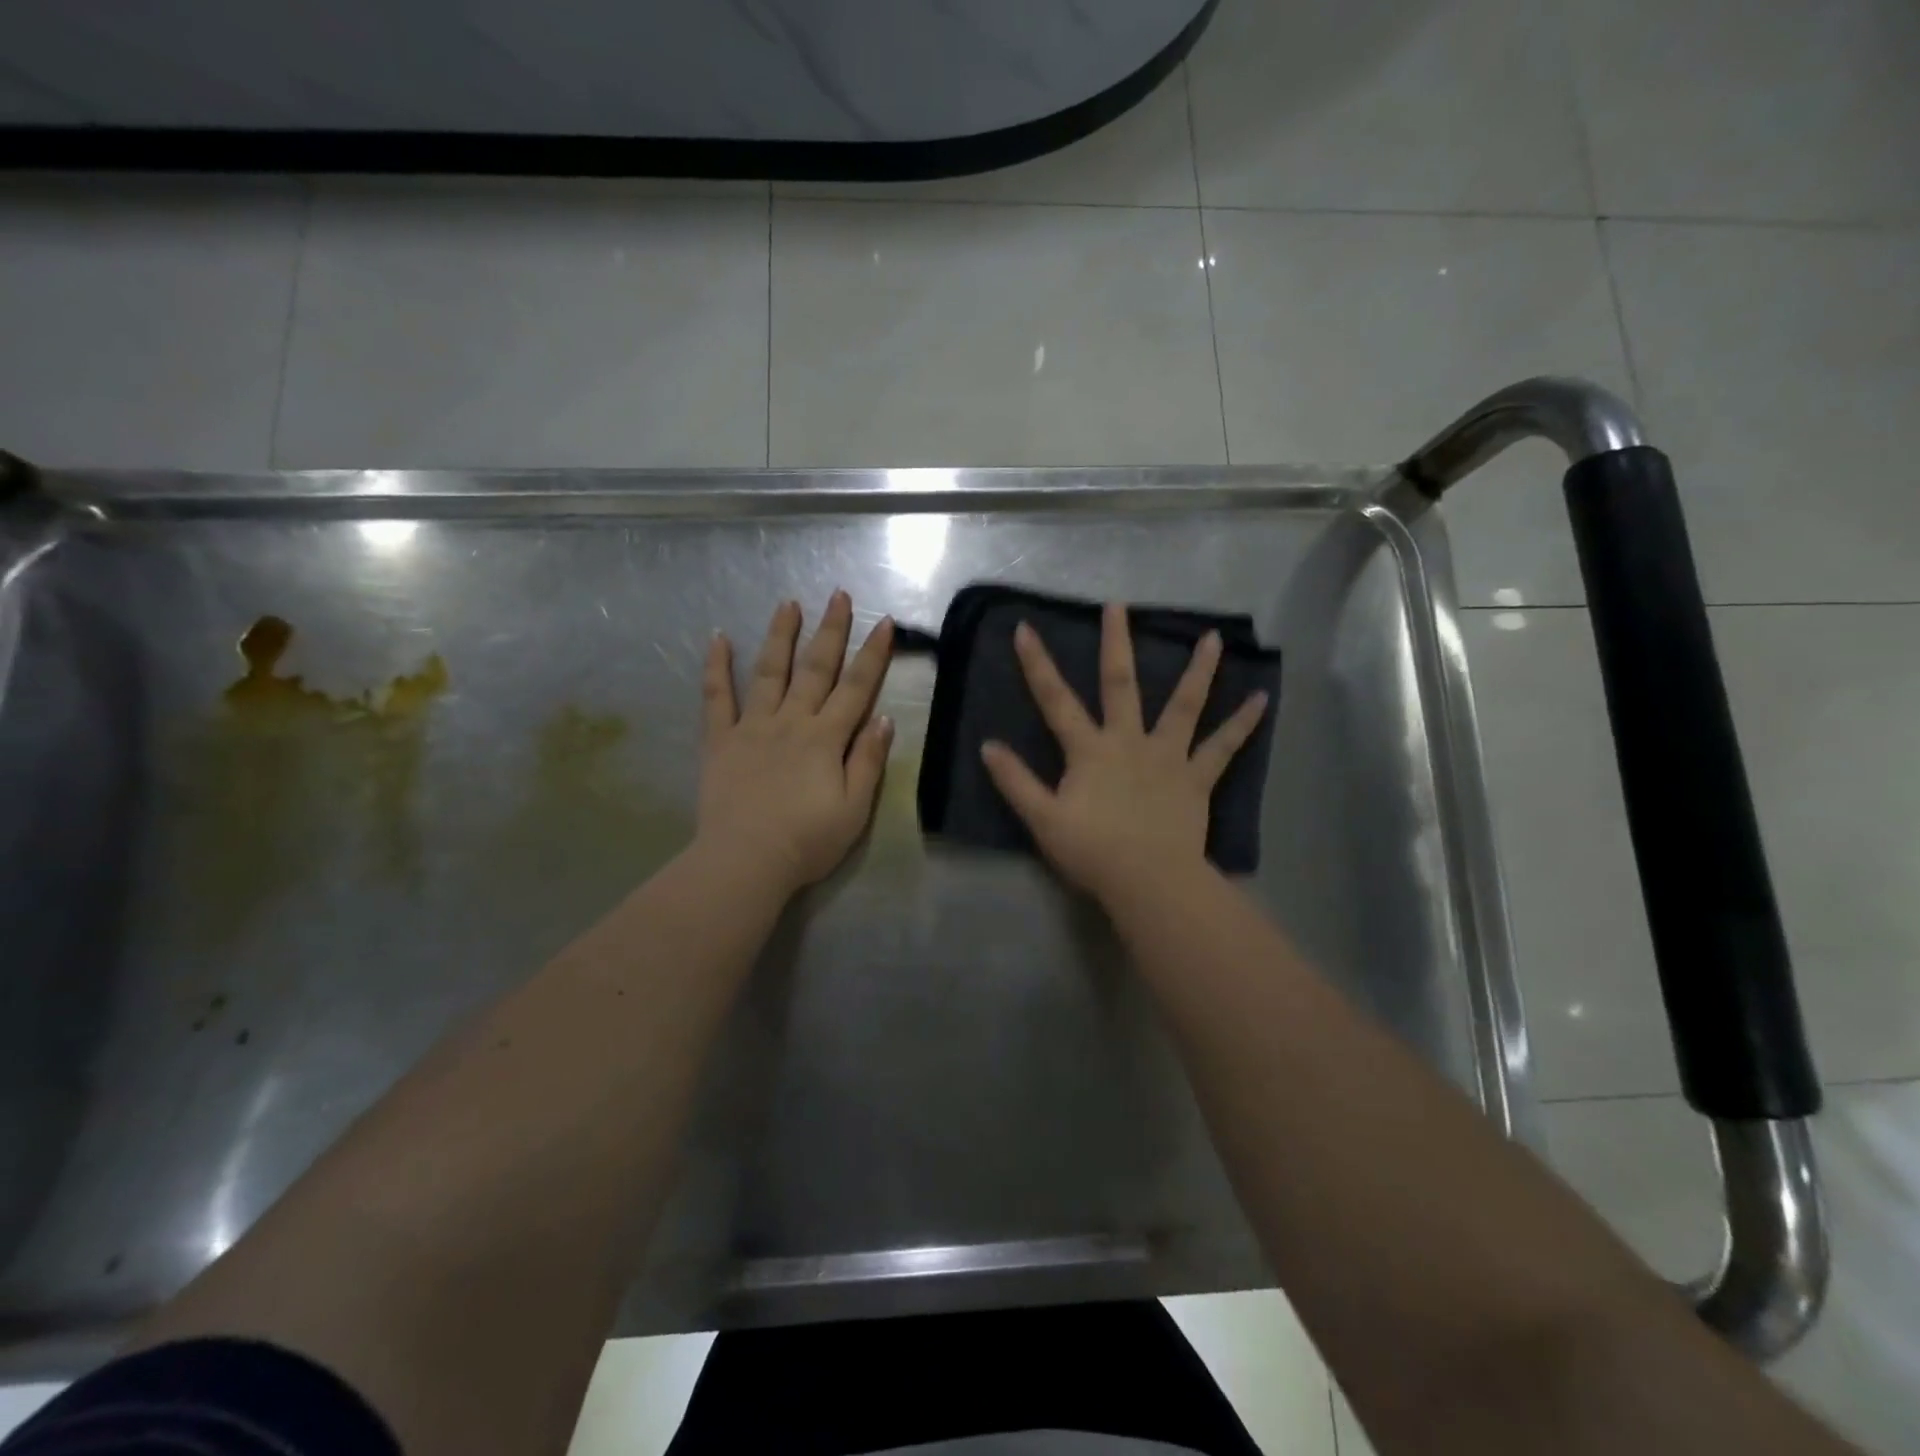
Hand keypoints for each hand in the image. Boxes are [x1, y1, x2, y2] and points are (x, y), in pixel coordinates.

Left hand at [697, 591, 894, 897]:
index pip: (856, 688)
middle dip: (830, 630)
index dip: (873, 654)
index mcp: (826, 738)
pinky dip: (716, 666)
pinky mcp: (720, 740)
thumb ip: (868, 761)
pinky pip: (716, 697)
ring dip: (780, 635)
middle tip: (838, 594)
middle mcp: (791, 721)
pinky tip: (717, 638)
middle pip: (815, 668)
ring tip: (788, 603)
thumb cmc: (807, 841)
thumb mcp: (854, 808)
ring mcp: (752, 727)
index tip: (884, 621)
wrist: (745, 861)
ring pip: (769, 672)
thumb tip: (884, 719)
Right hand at [979, 601, 1268, 904]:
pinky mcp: (1197, 778)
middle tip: (1118, 605)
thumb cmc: (1092, 851)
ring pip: (1184, 705)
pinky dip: (1242, 724)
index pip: (1056, 700)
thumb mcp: (1043, 818)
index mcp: (1090, 750)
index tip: (1026, 629)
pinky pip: (1223, 748)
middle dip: (1116, 643)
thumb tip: (988, 746)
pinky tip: (1262, 699)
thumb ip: (1015, 781)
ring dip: (1198, 670)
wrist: (1148, 880)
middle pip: (1121, 684)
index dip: (1038, 665)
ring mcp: (1168, 756)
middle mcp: (1129, 741)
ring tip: (1214, 638)